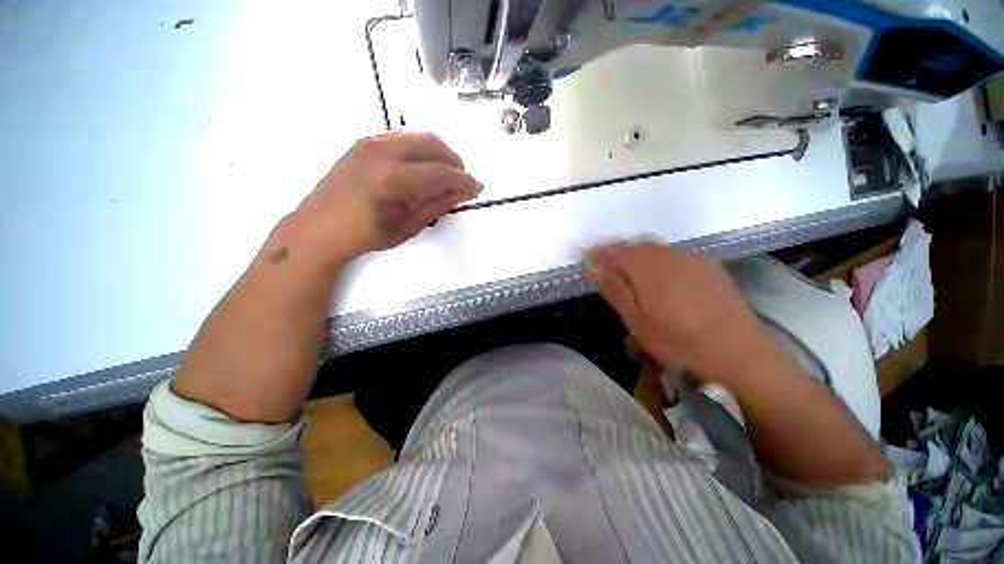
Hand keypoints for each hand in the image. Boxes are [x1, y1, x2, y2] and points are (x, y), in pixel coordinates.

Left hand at [292, 131, 481, 264]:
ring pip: (419, 136)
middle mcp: (383, 151)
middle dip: (455, 162)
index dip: (465, 180)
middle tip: (463, 180)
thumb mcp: (408, 226)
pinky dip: (421, 148)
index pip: (442, 173)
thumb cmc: (366, 235)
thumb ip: (438, 205)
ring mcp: (371, 142)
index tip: (478, 188)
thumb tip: (464, 192)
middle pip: (433, 145)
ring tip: (446, 173)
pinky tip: (423, 165)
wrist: (318, 228)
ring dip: (439, 152)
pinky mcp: (364, 142)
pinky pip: (403, 136)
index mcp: (394, 179)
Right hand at [586, 242, 766, 383]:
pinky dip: (659, 263)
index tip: (587, 260)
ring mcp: (691, 257)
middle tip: (607, 270)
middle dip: (618, 256)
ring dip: (638, 259)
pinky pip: (674, 256)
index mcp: (646, 265)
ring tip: (632, 277)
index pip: (614, 251)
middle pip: (635, 247)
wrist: (737, 351)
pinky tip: (662, 281)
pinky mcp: (708, 265)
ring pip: (655, 250)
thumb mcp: (635, 319)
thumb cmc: (677, 339)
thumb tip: (595, 269)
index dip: (598, 254)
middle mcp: (668, 253)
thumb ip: (614, 289)